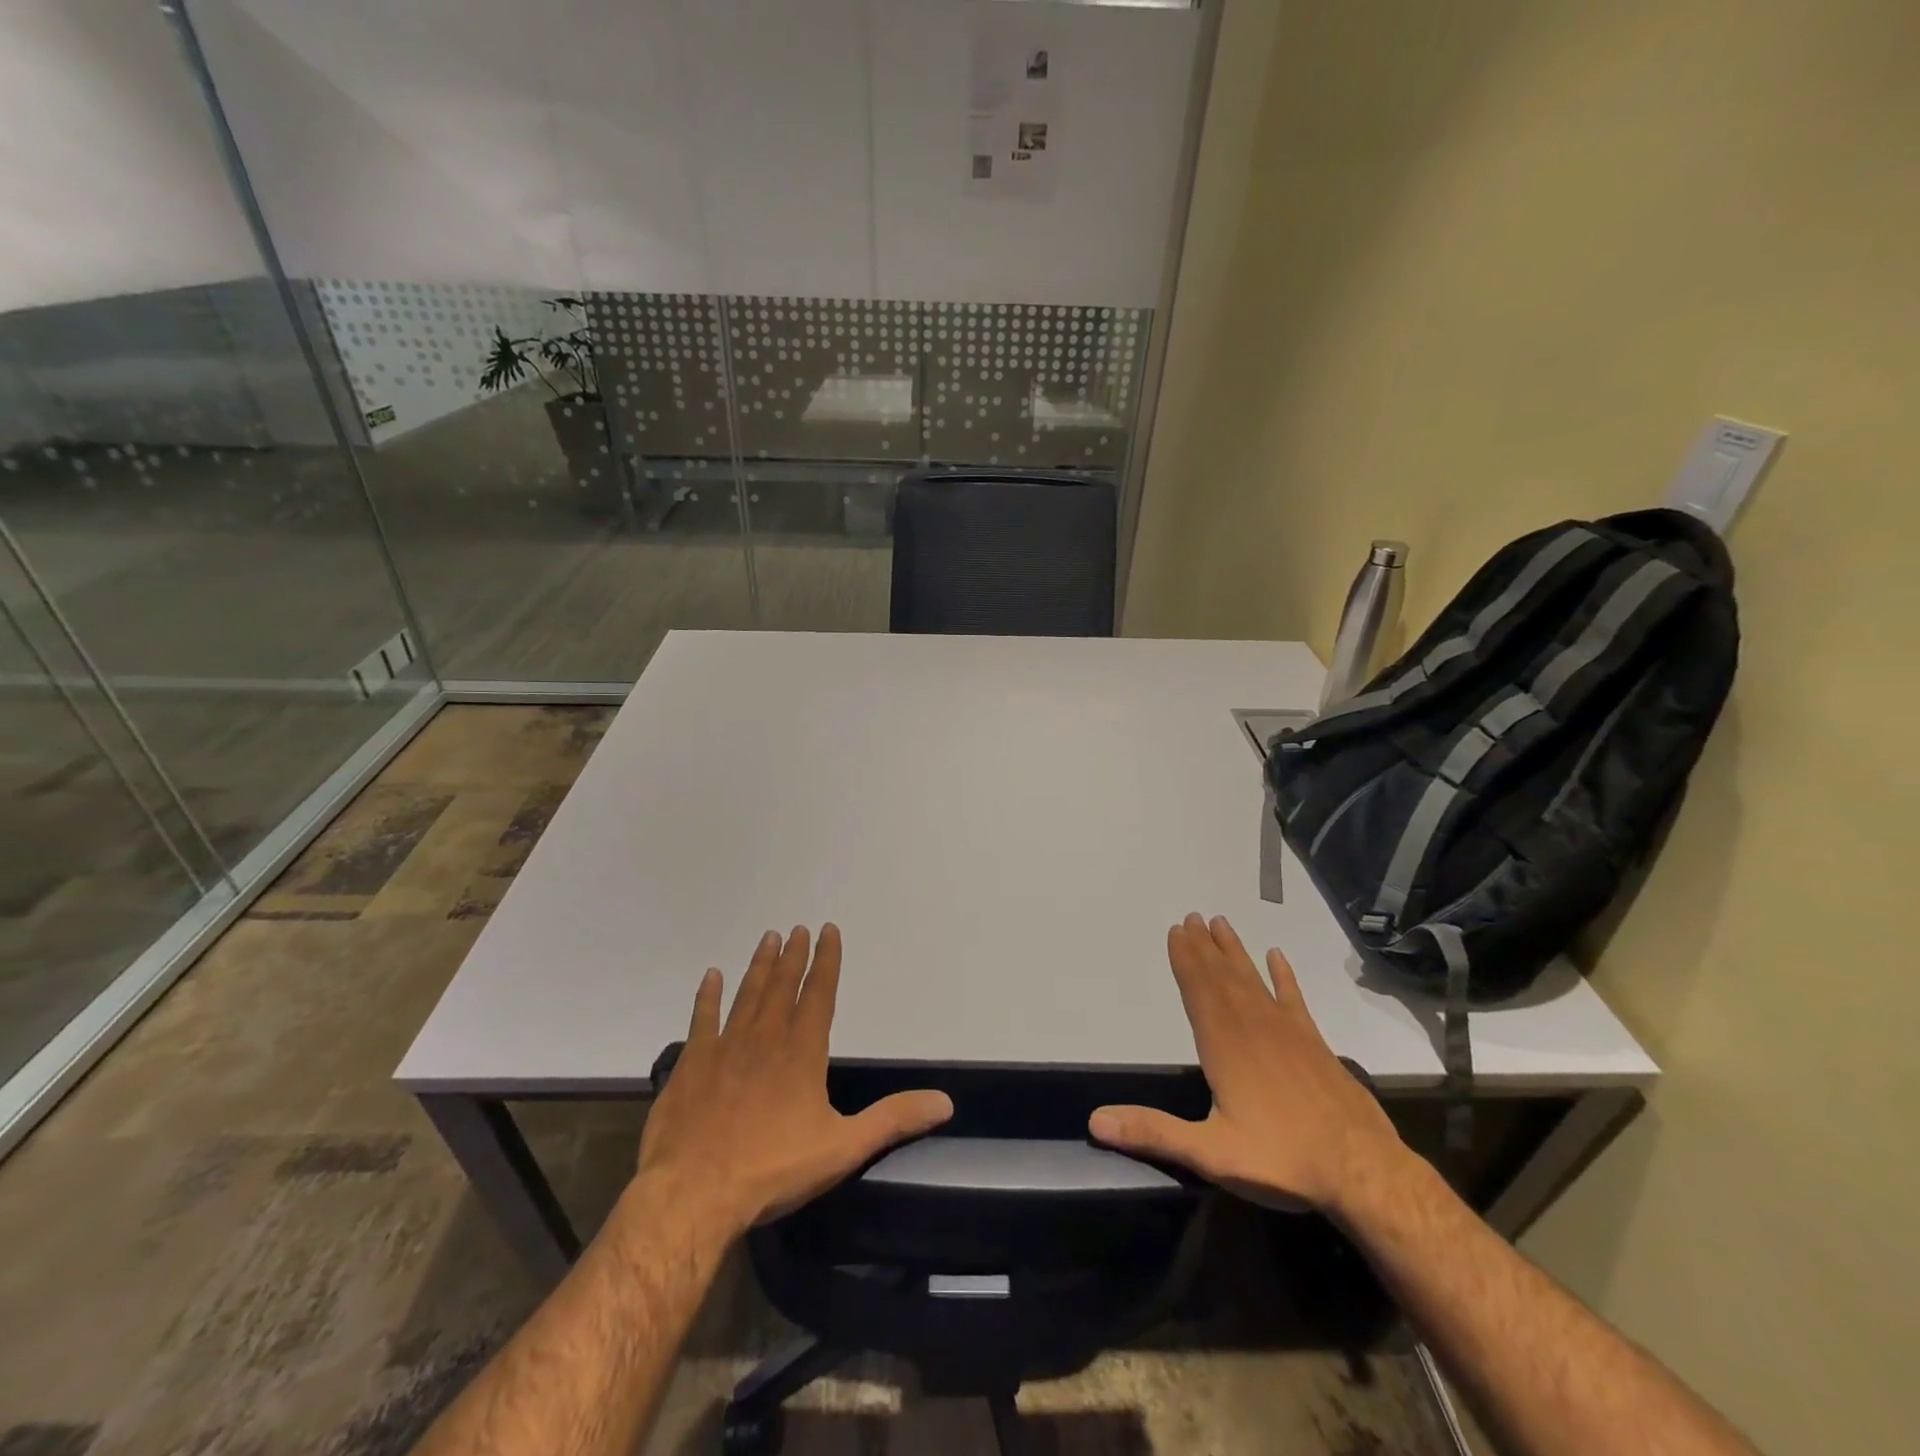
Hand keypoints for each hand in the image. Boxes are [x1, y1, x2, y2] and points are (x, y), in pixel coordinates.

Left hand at [635, 924, 952, 1236]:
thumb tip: (944, 1102)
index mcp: (802, 1052)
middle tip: (796, 928)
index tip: (828, 930)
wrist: (693, 1194)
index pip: (819, 994)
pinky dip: (707, 996)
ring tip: (768, 938)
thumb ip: (893, 1120)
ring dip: (759, 966)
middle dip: (793, 955)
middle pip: (782, 986)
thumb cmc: (773, 1169)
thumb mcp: (843, 1148)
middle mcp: (765, 1038)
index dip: (826, 960)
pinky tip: (711, 976)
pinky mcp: (692, 1064)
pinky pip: (702, 1019)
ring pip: (747, 994)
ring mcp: (724, 1048)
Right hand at [1089, 913, 1403, 1214]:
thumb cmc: (1283, 1160)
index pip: (1198, 992)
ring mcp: (1287, 1032)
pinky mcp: (1314, 1043)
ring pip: (1253, 980)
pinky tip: (1277, 956)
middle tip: (1192, 917)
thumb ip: (1154, 1133)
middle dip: (1204, 947)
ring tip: (1220, 924)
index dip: (1185, 960)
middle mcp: (1253, 1027)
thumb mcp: (1210, 1154)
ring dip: (1234, 952)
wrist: (1365, 1172)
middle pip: (1222, 977)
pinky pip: (1293, 998)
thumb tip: (1096, 1120)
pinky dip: (1284, 976)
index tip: (1176, 930)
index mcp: (1225, 1046)